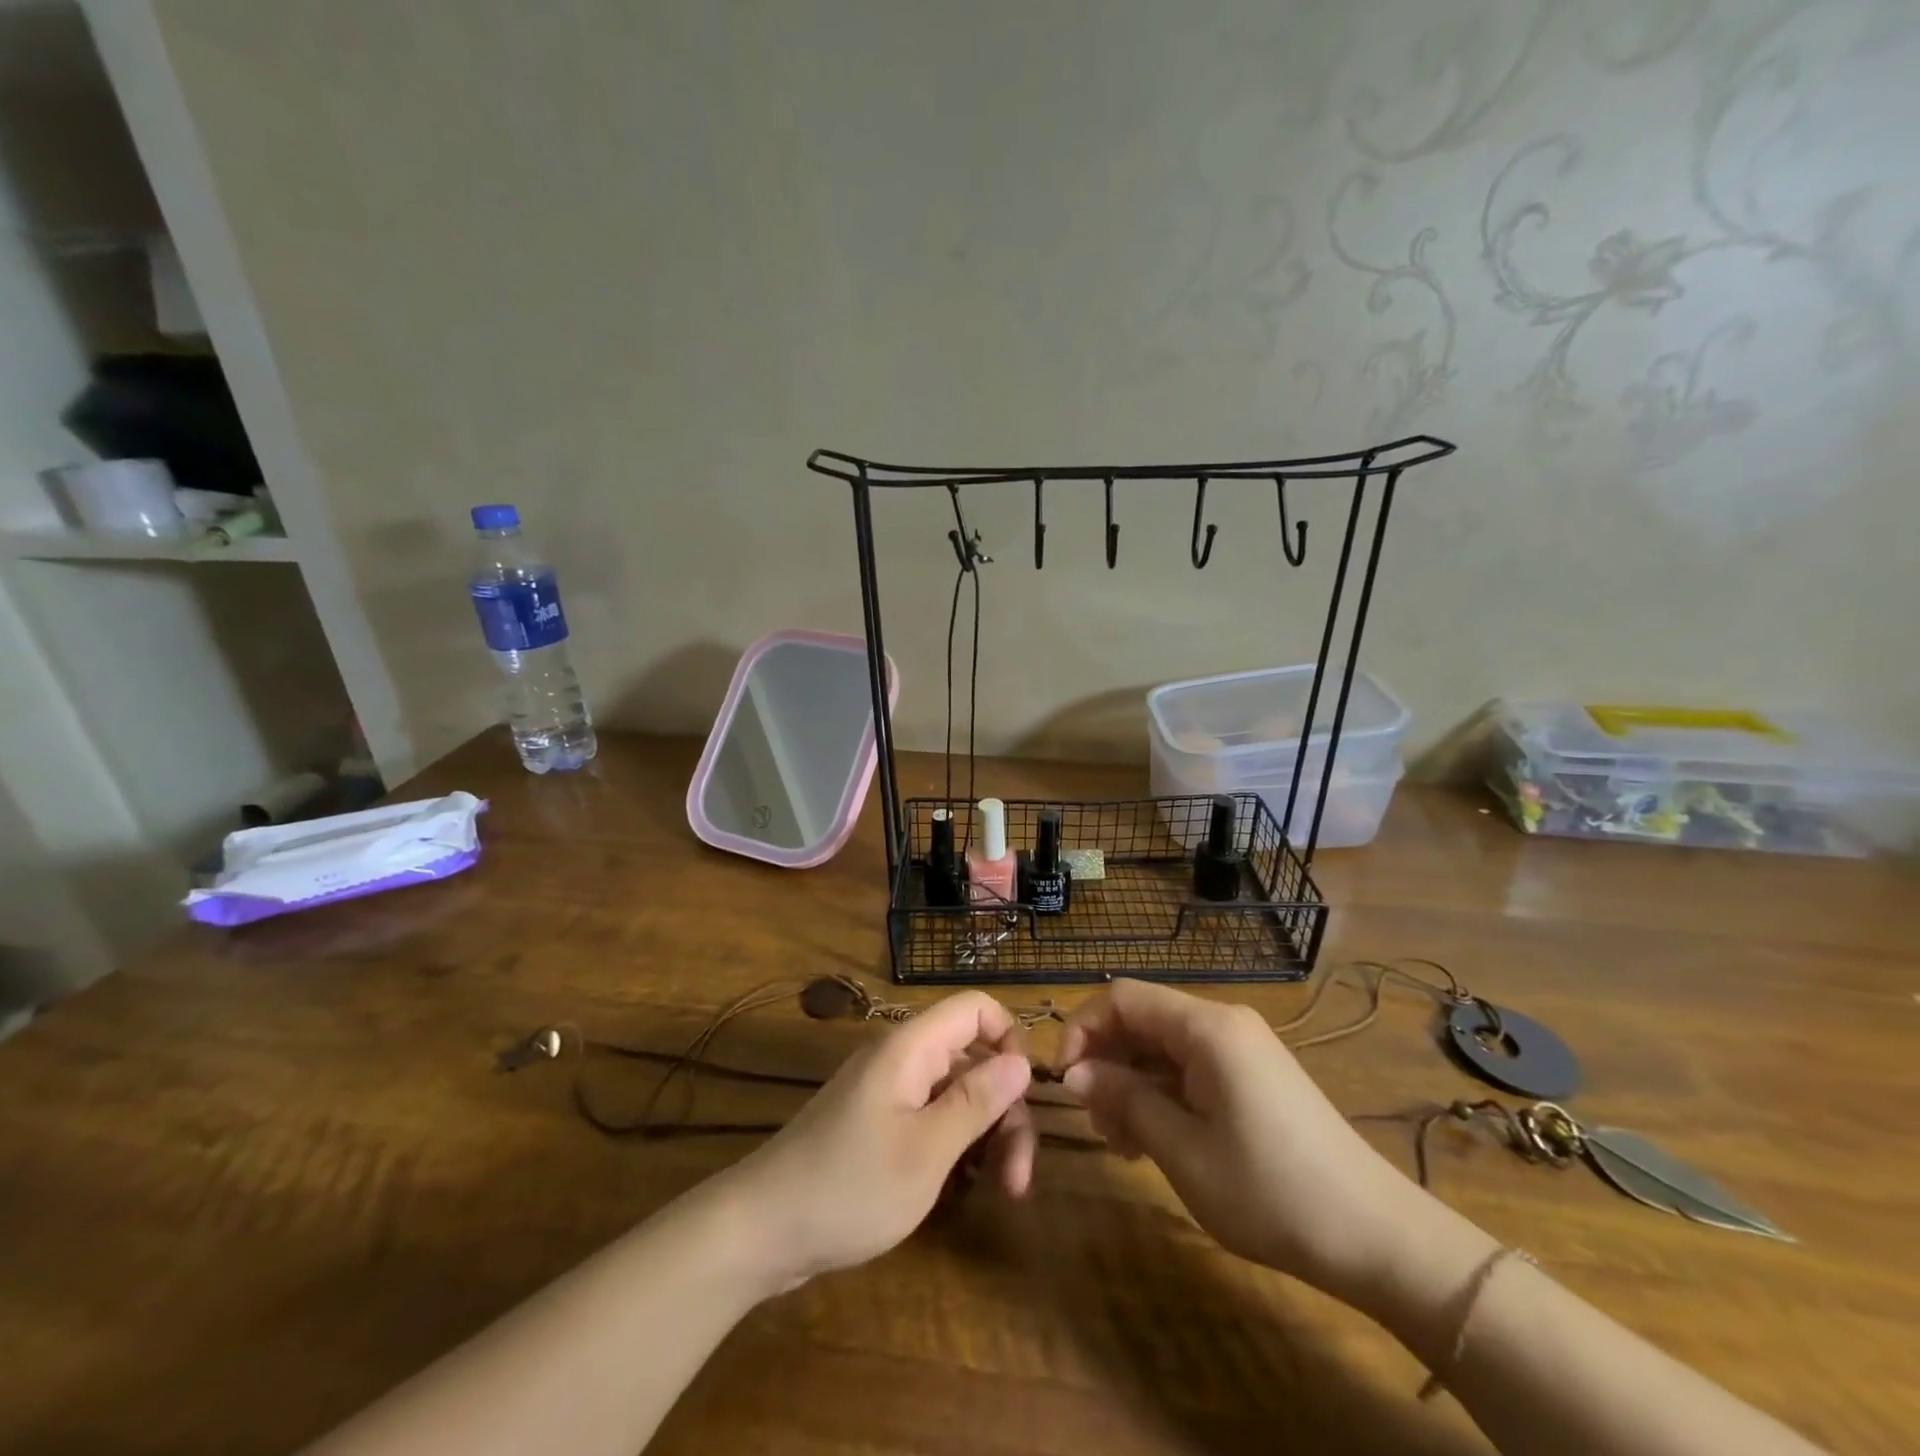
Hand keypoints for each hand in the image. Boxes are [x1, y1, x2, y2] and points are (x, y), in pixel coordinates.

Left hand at [725, 992, 1035, 1290]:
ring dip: (986, 1136)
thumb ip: (976, 1100)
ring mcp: (889, 1093)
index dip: (1009, 1039)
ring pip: (956, 1094)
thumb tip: (1022, 1060)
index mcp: (911, 1048)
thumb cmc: (850, 1187)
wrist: (762, 1231)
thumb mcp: (926, 1150)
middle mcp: (902, 1059)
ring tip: (1000, 1192)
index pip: (975, 1008)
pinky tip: (964, 1189)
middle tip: (1018, 1180)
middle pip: (973, 1059)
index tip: (1024, 1095)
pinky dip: (956, 1146)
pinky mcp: (879, 1125)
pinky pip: (932, 1118)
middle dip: (1004, 1111)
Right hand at [1060, 980, 1447, 1305]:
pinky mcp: (1253, 1075)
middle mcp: (1223, 1023)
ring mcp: (1242, 1048)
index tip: (1066, 1081)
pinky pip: (1191, 1066)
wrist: (1376, 1236)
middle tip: (1098, 1124)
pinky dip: (1163, 1093)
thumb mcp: (1183, 1151)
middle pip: (1142, 1019)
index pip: (1121, 997)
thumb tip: (1076, 1074)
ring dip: (1132, 1083)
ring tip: (1124, 1143)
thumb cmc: (1271, 1191)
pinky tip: (1156, 1139)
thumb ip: (1125, 1101)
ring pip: (1163, 1045)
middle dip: (1107, 1062)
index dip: (1082, 1028)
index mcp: (1206, 1027)